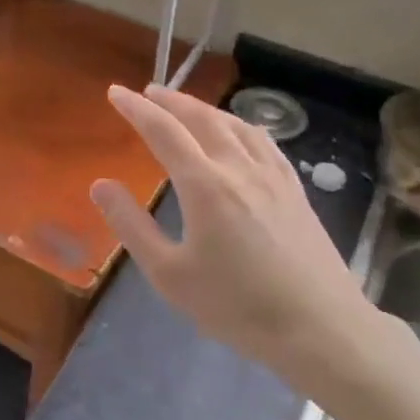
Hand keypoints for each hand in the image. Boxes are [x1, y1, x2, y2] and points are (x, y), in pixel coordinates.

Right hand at [90, 85, 407, 400]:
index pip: (163, 131)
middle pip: (202, 118)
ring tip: (187, 107)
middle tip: (149, 92)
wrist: (319, 328)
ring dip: (205, 108)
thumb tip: (100, 184)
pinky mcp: (295, 190)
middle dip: (171, 100)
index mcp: (205, 185)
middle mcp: (239, 168)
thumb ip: (132, 226)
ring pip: (235, 125)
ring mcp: (273, 176)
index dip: (136, 109)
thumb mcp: (169, 274)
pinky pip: (263, 141)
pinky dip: (240, 125)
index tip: (115, 92)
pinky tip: (239, 133)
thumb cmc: (236, 306)